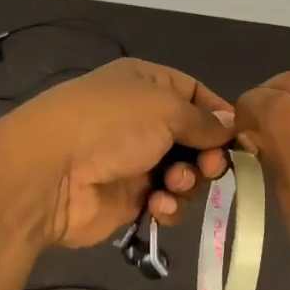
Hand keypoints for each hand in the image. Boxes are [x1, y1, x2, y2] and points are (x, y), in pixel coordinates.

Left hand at [0, 59, 234, 248]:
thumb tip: (230, 125)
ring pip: (184, 173)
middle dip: (206, 154)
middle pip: (194, 138)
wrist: (49, 174)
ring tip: (172, 184)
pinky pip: (166, 201)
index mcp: (146, 84)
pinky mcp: (129, 198)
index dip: (219, 115)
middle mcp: (141, 119)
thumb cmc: (111, 124)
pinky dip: (169, 205)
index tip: (240, 139)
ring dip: (186, 181)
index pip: (195, 93)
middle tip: (208, 167)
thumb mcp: (165, 108)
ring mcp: (135, 160)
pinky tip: (158, 205)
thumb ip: (203, 120)